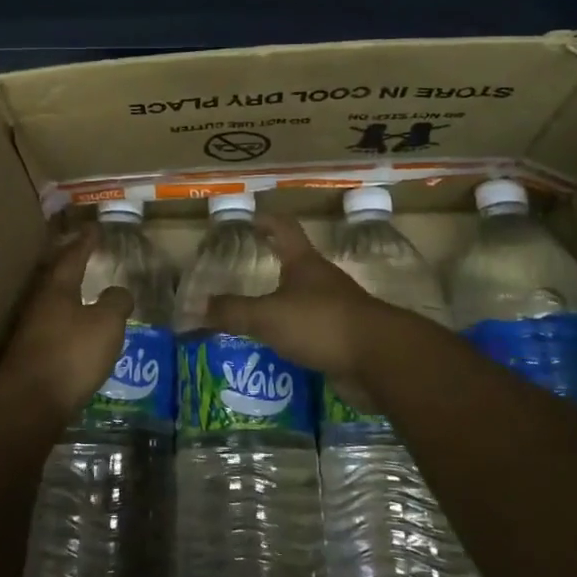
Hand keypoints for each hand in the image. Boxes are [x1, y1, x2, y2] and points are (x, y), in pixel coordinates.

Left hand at [0, 227, 132, 420]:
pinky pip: (52, 327)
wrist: (29, 403)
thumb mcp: (106, 324)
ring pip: (52, 303)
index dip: (85, 242)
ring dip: (68, 294)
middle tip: (85, 253)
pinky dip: (66, 321)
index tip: (94, 228)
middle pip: (56, 277)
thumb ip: (116, 303)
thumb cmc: (71, 354)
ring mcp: (31, 331)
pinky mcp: (30, 356)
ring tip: (83, 291)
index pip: (73, 257)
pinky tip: (76, 331)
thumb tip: (118, 291)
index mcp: (57, 289)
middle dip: (71, 264)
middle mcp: (40, 304)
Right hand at [200, 214, 404, 407]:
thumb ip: (233, 312)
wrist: (380, 357)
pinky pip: (315, 330)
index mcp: (304, 263)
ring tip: (256, 319)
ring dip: (283, 306)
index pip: (284, 228)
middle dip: (272, 268)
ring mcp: (338, 308)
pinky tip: (280, 350)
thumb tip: (196, 308)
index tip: (250, 219)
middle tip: (243, 277)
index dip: (267, 220)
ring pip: (305, 300)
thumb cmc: (321, 322)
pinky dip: (297, 335)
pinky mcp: (347, 337)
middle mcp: (323, 279)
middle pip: (296, 264)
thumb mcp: (268, 316)